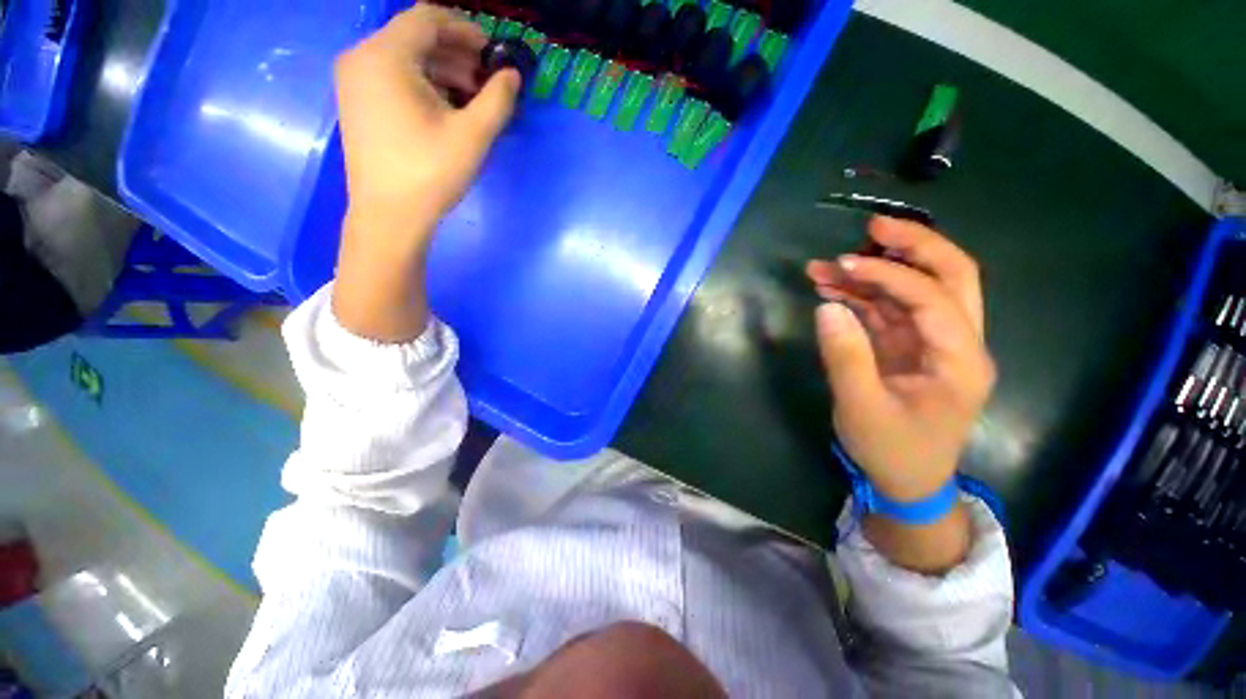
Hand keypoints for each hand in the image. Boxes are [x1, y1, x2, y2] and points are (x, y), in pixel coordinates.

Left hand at [331, 6, 519, 341]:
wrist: (388, 216)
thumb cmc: (430, 173)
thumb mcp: (473, 136)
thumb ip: (497, 99)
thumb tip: (512, 75)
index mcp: (385, 55)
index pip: (428, 18)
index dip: (466, 30)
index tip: (493, 54)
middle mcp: (361, 57)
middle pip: (415, 37)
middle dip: (456, 54)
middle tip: (486, 81)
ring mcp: (354, 80)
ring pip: (405, 58)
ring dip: (442, 71)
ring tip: (472, 99)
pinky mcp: (356, 102)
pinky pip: (393, 77)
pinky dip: (423, 84)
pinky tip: (445, 109)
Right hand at [806, 217, 994, 504]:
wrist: (907, 482)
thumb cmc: (892, 451)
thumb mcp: (862, 408)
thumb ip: (846, 356)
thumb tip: (827, 306)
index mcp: (960, 359)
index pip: (933, 297)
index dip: (888, 274)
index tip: (842, 265)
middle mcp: (958, 342)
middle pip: (952, 276)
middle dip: (914, 245)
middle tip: (872, 228)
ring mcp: (934, 343)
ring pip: (915, 290)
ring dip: (874, 272)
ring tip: (826, 265)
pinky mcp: (909, 348)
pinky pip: (889, 311)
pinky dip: (861, 296)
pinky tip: (830, 289)